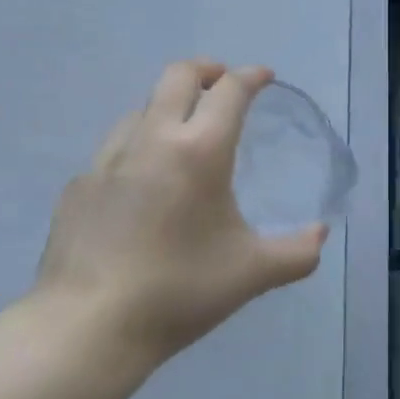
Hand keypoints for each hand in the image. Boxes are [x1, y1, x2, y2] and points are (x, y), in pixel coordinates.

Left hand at [34, 60, 328, 364]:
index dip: (251, 76)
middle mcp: (153, 139)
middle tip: (221, 85)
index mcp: (200, 150)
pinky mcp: (79, 185)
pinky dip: (136, 149)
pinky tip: (140, 185)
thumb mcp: (252, 274)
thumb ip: (296, 252)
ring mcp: (109, 159)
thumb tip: (320, 235)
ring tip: (181, 135)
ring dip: (168, 107)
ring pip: (142, 109)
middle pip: (178, 75)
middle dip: (206, 70)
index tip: (264, 77)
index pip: (230, 90)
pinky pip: (114, 149)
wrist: (86, 328)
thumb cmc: (179, 291)